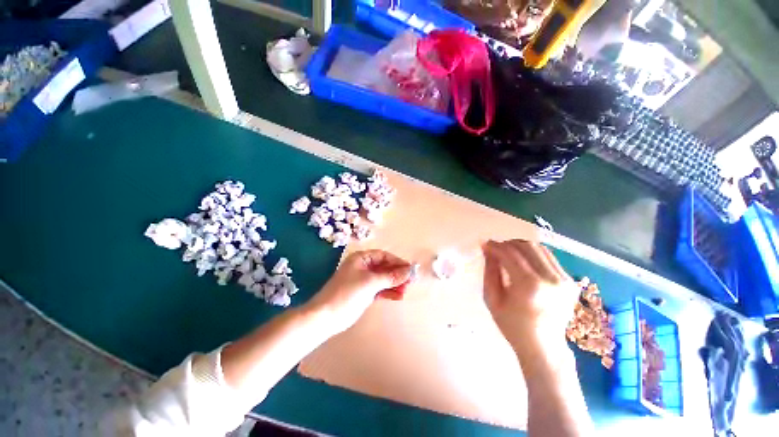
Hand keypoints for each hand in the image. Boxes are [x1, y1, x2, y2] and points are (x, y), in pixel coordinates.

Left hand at [304, 250, 413, 333]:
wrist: (326, 317)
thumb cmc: (347, 293)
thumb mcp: (370, 282)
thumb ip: (390, 277)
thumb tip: (409, 271)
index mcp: (361, 259)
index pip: (383, 256)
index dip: (397, 261)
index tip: (409, 269)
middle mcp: (363, 267)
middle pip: (384, 267)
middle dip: (397, 274)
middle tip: (410, 282)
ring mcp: (363, 280)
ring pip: (383, 279)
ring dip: (394, 284)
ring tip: (405, 291)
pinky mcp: (364, 293)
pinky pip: (379, 289)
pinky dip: (388, 292)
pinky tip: (398, 296)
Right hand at [482, 240, 577, 350]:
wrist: (544, 347)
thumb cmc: (512, 325)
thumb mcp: (492, 299)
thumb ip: (489, 271)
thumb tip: (487, 249)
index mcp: (529, 286)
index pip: (510, 254)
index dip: (495, 246)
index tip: (484, 244)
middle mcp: (551, 279)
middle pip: (526, 246)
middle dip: (507, 244)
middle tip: (496, 249)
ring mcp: (564, 280)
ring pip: (540, 248)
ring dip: (520, 246)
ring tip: (508, 253)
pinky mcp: (571, 282)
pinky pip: (549, 258)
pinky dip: (533, 255)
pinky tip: (524, 262)